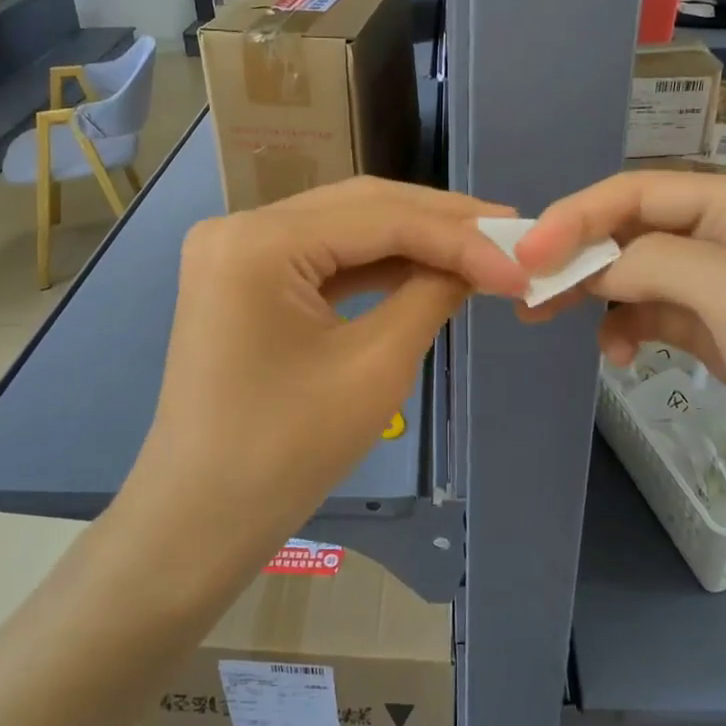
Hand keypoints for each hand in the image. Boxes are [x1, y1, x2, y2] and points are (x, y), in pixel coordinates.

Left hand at [128, 178, 526, 557]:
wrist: (203, 518)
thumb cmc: (286, 452)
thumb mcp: (375, 368)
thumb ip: (431, 295)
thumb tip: (479, 262)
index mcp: (259, 241)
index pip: (380, 217)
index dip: (460, 237)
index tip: (522, 261)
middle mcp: (240, 226)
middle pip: (360, 207)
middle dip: (439, 222)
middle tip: (508, 234)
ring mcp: (236, 251)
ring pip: (344, 227)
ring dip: (411, 239)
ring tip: (480, 247)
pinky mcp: (243, 278)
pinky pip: (322, 257)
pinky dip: (375, 264)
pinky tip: (425, 267)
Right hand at [515, 172, 725, 525]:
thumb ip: (658, 262)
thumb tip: (594, 266)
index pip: (639, 191)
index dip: (575, 216)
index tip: (525, 256)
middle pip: (633, 229)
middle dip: (577, 256)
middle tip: (525, 292)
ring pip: (637, 274)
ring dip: (595, 294)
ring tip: (551, 322)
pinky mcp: (723, 335)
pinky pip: (654, 315)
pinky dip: (625, 329)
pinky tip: (618, 358)